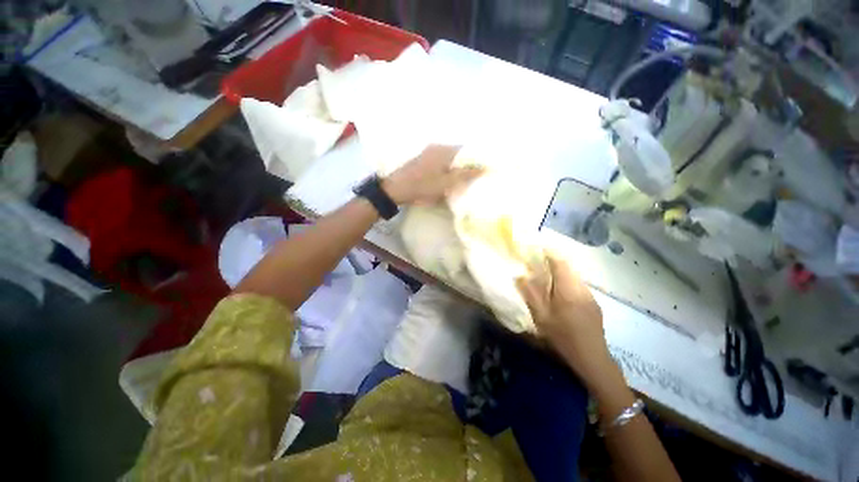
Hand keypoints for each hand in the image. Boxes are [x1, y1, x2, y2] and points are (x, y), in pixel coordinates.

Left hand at [382, 145, 483, 204]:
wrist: (395, 189)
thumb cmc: (423, 186)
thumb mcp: (446, 183)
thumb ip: (465, 175)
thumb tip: (484, 167)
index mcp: (445, 150)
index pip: (467, 150)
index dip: (476, 159)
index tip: (483, 170)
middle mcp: (437, 147)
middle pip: (458, 153)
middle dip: (467, 163)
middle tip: (474, 177)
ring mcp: (428, 153)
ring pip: (449, 158)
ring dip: (456, 167)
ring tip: (462, 179)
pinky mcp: (423, 160)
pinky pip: (441, 161)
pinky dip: (447, 168)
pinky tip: (447, 178)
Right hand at [517, 253, 614, 386]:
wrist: (592, 358)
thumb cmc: (563, 337)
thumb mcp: (542, 317)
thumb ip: (531, 294)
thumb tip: (521, 276)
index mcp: (568, 289)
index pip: (560, 262)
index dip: (549, 252)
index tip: (537, 249)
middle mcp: (582, 288)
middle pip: (568, 268)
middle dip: (553, 263)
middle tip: (538, 266)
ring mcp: (590, 297)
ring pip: (574, 278)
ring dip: (561, 275)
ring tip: (547, 281)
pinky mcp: (594, 305)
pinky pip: (578, 287)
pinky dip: (567, 285)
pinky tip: (561, 298)